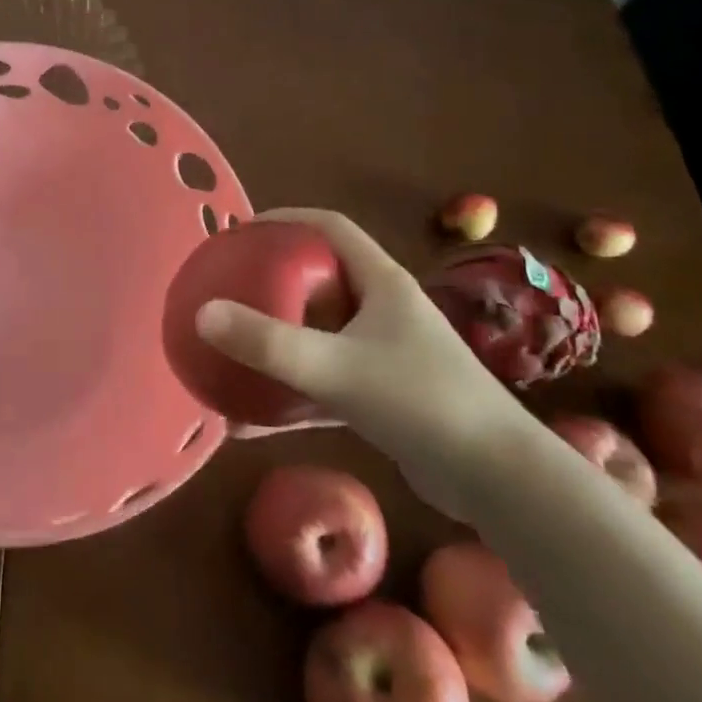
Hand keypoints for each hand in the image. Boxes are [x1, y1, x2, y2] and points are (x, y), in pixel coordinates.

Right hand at [194, 208, 537, 521]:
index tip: (239, 231)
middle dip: (273, 282)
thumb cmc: (421, 403)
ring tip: (233, 349)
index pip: (330, 228)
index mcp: (381, 283)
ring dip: (279, 342)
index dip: (284, 218)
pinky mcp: (384, 398)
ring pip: (320, 335)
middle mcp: (384, 311)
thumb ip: (268, 343)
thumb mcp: (335, 368)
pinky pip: (325, 383)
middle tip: (228, 290)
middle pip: (321, 280)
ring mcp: (385, 355)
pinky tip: (250, 422)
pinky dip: (290, 395)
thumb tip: (202, 314)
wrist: (499, 482)